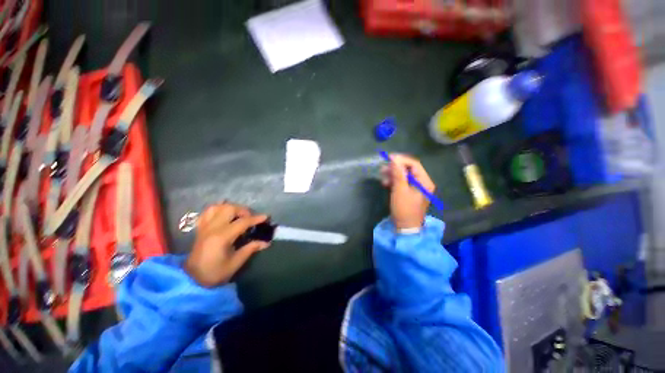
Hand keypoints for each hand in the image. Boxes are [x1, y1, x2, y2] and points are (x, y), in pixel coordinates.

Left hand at [184, 203, 269, 286]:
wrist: (192, 280)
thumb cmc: (215, 273)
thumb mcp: (236, 263)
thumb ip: (250, 249)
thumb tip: (266, 242)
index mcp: (222, 237)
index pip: (242, 222)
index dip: (255, 218)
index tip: (266, 217)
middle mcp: (212, 228)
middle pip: (229, 209)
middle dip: (243, 210)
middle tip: (250, 218)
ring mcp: (204, 227)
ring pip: (217, 207)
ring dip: (230, 208)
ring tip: (237, 215)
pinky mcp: (200, 228)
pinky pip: (207, 212)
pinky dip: (217, 209)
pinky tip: (224, 215)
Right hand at [380, 154, 435, 229]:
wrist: (405, 228)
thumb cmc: (404, 209)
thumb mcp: (400, 190)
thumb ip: (398, 174)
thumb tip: (394, 159)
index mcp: (425, 182)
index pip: (414, 164)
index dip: (401, 159)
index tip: (388, 157)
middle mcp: (423, 183)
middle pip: (409, 169)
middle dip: (395, 167)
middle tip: (383, 168)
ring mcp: (416, 188)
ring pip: (404, 175)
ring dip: (393, 174)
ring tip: (382, 175)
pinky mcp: (409, 192)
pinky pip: (402, 182)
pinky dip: (394, 181)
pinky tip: (386, 183)